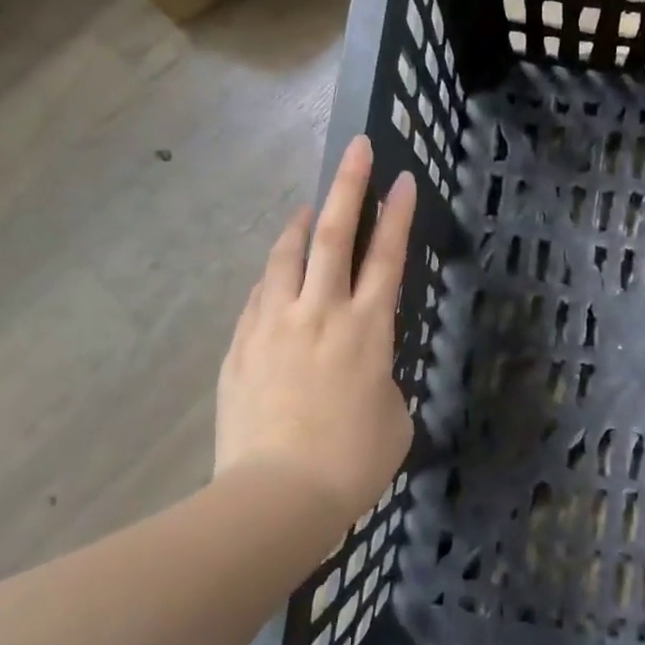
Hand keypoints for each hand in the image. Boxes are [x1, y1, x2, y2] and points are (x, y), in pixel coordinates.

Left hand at [216, 136, 417, 523]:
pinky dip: (272, 276)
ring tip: (307, 207)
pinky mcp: (241, 347)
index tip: (403, 179)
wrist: (277, 496)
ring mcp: (274, 325)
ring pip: (286, 257)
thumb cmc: (352, 463)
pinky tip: (275, 275)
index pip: (387, 256)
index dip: (397, 214)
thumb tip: (362, 370)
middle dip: (349, 186)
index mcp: (368, 329)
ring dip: (300, 224)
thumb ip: (381, 378)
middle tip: (357, 148)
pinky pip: (259, 296)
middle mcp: (321, 313)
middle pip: (334, 235)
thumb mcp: (392, 417)